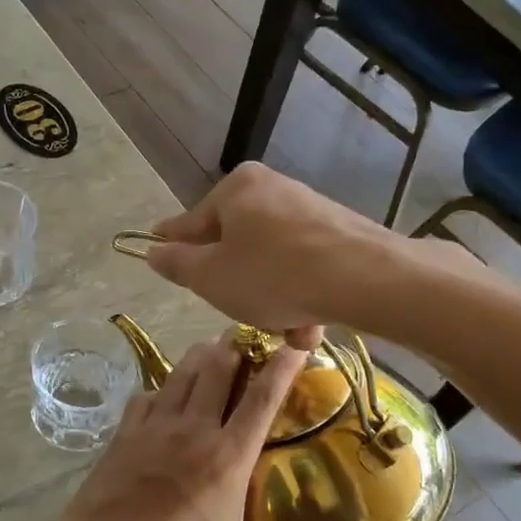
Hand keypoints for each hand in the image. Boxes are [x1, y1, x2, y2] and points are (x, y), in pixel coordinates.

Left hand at [62, 338, 307, 520]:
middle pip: (218, 369)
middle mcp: (193, 431)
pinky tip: (161, 393)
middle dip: (235, 348)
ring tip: (210, 349)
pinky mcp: (123, 435)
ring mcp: (154, 428)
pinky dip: (159, 388)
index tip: (297, 340)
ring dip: (199, 358)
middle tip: (245, 337)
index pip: (263, 400)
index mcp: (227, 458)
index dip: (283, 366)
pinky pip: (145, 397)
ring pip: (181, 374)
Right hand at [144, 163, 394, 344]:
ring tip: (287, 331)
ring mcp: (308, 209)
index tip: (158, 253)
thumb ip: (177, 264)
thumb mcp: (211, 277)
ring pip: (271, 261)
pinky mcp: (339, 232)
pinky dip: (300, 294)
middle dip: (235, 284)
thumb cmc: (273, 275)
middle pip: (235, 243)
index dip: (173, 245)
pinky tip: (310, 326)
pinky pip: (303, 266)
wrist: (367, 278)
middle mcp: (271, 189)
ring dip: (271, 300)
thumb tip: (153, 250)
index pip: (191, 222)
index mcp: (236, 189)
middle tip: (238, 312)